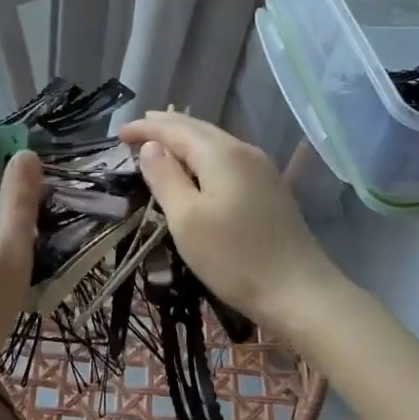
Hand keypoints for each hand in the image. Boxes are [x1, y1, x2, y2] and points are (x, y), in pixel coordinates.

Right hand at [117, 110, 342, 339]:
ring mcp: (261, 169)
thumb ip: (165, 178)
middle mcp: (243, 151)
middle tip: (136, 130)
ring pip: (214, 141)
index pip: (175, 130)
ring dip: (184, 139)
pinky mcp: (269, 188)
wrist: (300, 293)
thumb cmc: (235, 258)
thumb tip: (151, 147)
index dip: (145, 129)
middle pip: (197, 128)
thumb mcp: (187, 220)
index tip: (118, 133)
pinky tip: (196, 166)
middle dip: (165, 127)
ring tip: (161, 142)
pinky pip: (227, 157)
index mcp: (220, 154)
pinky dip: (202, 154)